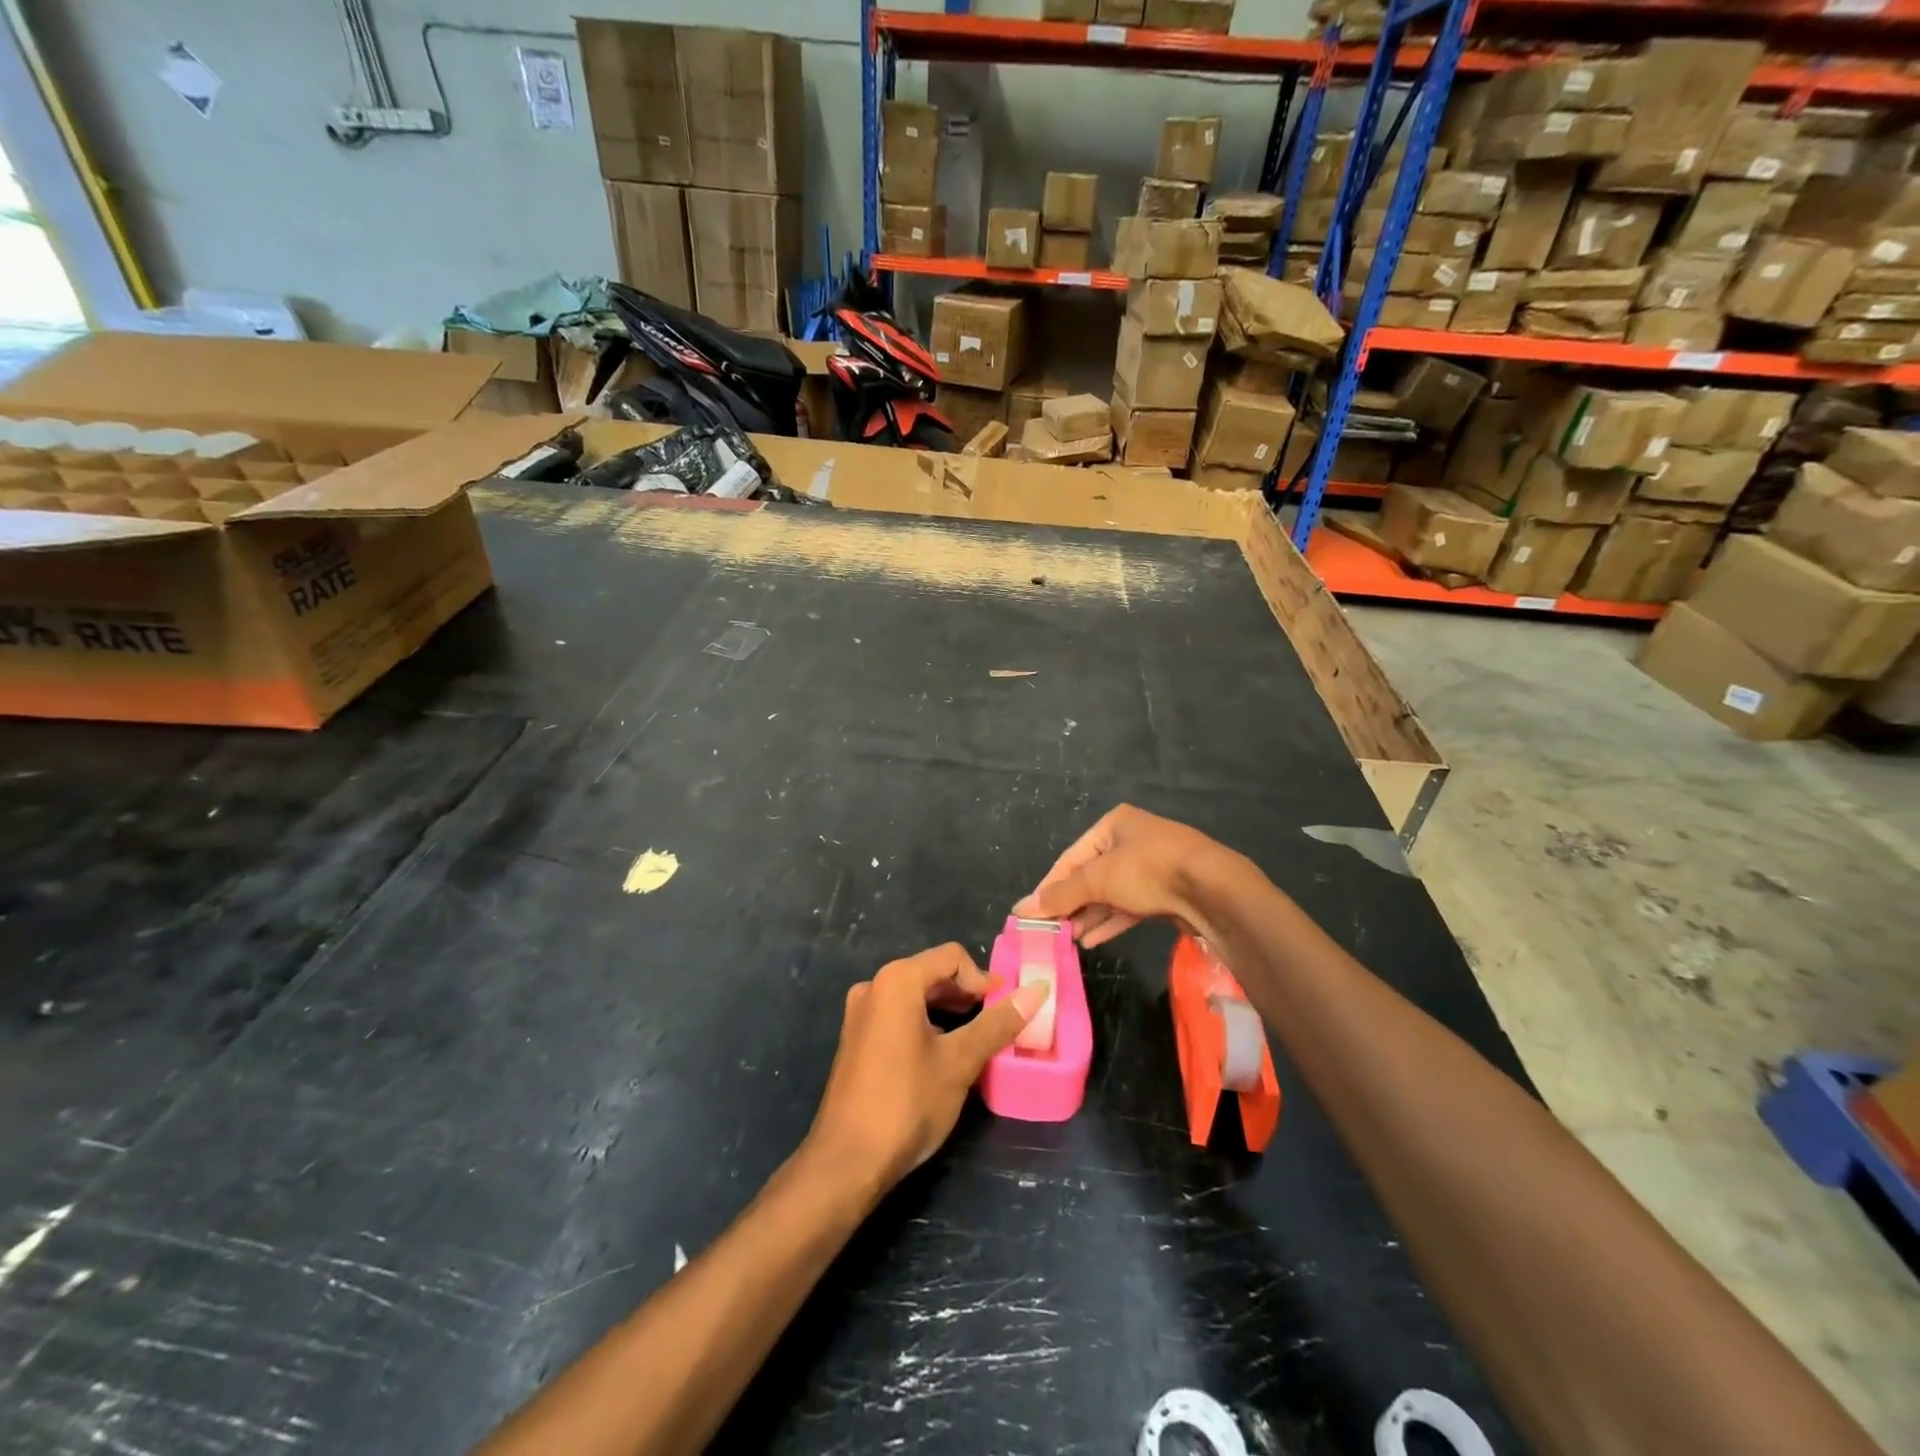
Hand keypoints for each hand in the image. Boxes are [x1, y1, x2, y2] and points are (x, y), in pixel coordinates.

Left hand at [808, 944, 1047, 1191]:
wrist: (846, 1161)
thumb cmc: (907, 1103)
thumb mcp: (960, 1062)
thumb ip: (998, 1023)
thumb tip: (1038, 990)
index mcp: (897, 980)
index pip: (952, 957)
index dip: (983, 979)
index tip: (1004, 1008)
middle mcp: (874, 986)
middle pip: (932, 972)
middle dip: (966, 994)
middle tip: (994, 1024)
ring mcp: (860, 1013)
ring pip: (915, 995)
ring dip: (947, 1010)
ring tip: (973, 1040)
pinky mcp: (855, 1038)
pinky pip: (898, 1015)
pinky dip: (925, 1023)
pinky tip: (940, 1055)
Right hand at [1013, 804, 1231, 947]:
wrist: (1213, 890)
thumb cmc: (1149, 870)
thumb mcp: (1099, 879)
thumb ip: (1061, 895)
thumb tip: (1021, 908)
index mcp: (1114, 824)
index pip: (1071, 857)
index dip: (1050, 886)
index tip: (1032, 912)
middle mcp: (1132, 841)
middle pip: (1091, 876)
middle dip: (1071, 904)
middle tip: (1052, 930)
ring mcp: (1152, 868)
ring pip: (1111, 893)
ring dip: (1090, 916)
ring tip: (1069, 939)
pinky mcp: (1166, 892)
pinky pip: (1130, 907)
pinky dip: (1111, 922)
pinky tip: (1092, 940)